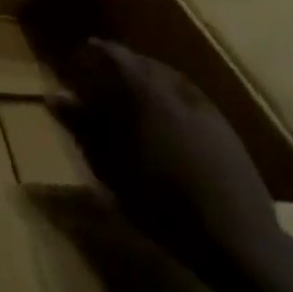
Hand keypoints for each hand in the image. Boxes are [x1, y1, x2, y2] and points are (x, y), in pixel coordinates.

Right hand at [50, 40, 280, 278]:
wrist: (238, 240)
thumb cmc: (163, 202)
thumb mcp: (112, 167)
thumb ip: (83, 127)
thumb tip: (54, 96)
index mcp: (149, 95)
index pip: (119, 57)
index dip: (99, 51)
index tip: (82, 51)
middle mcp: (179, 92)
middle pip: (147, 64)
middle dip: (124, 63)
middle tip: (104, 70)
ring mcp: (208, 110)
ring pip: (172, 80)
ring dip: (149, 78)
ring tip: (132, 91)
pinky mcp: (226, 131)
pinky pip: (190, 97)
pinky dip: (170, 96)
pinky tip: (167, 117)